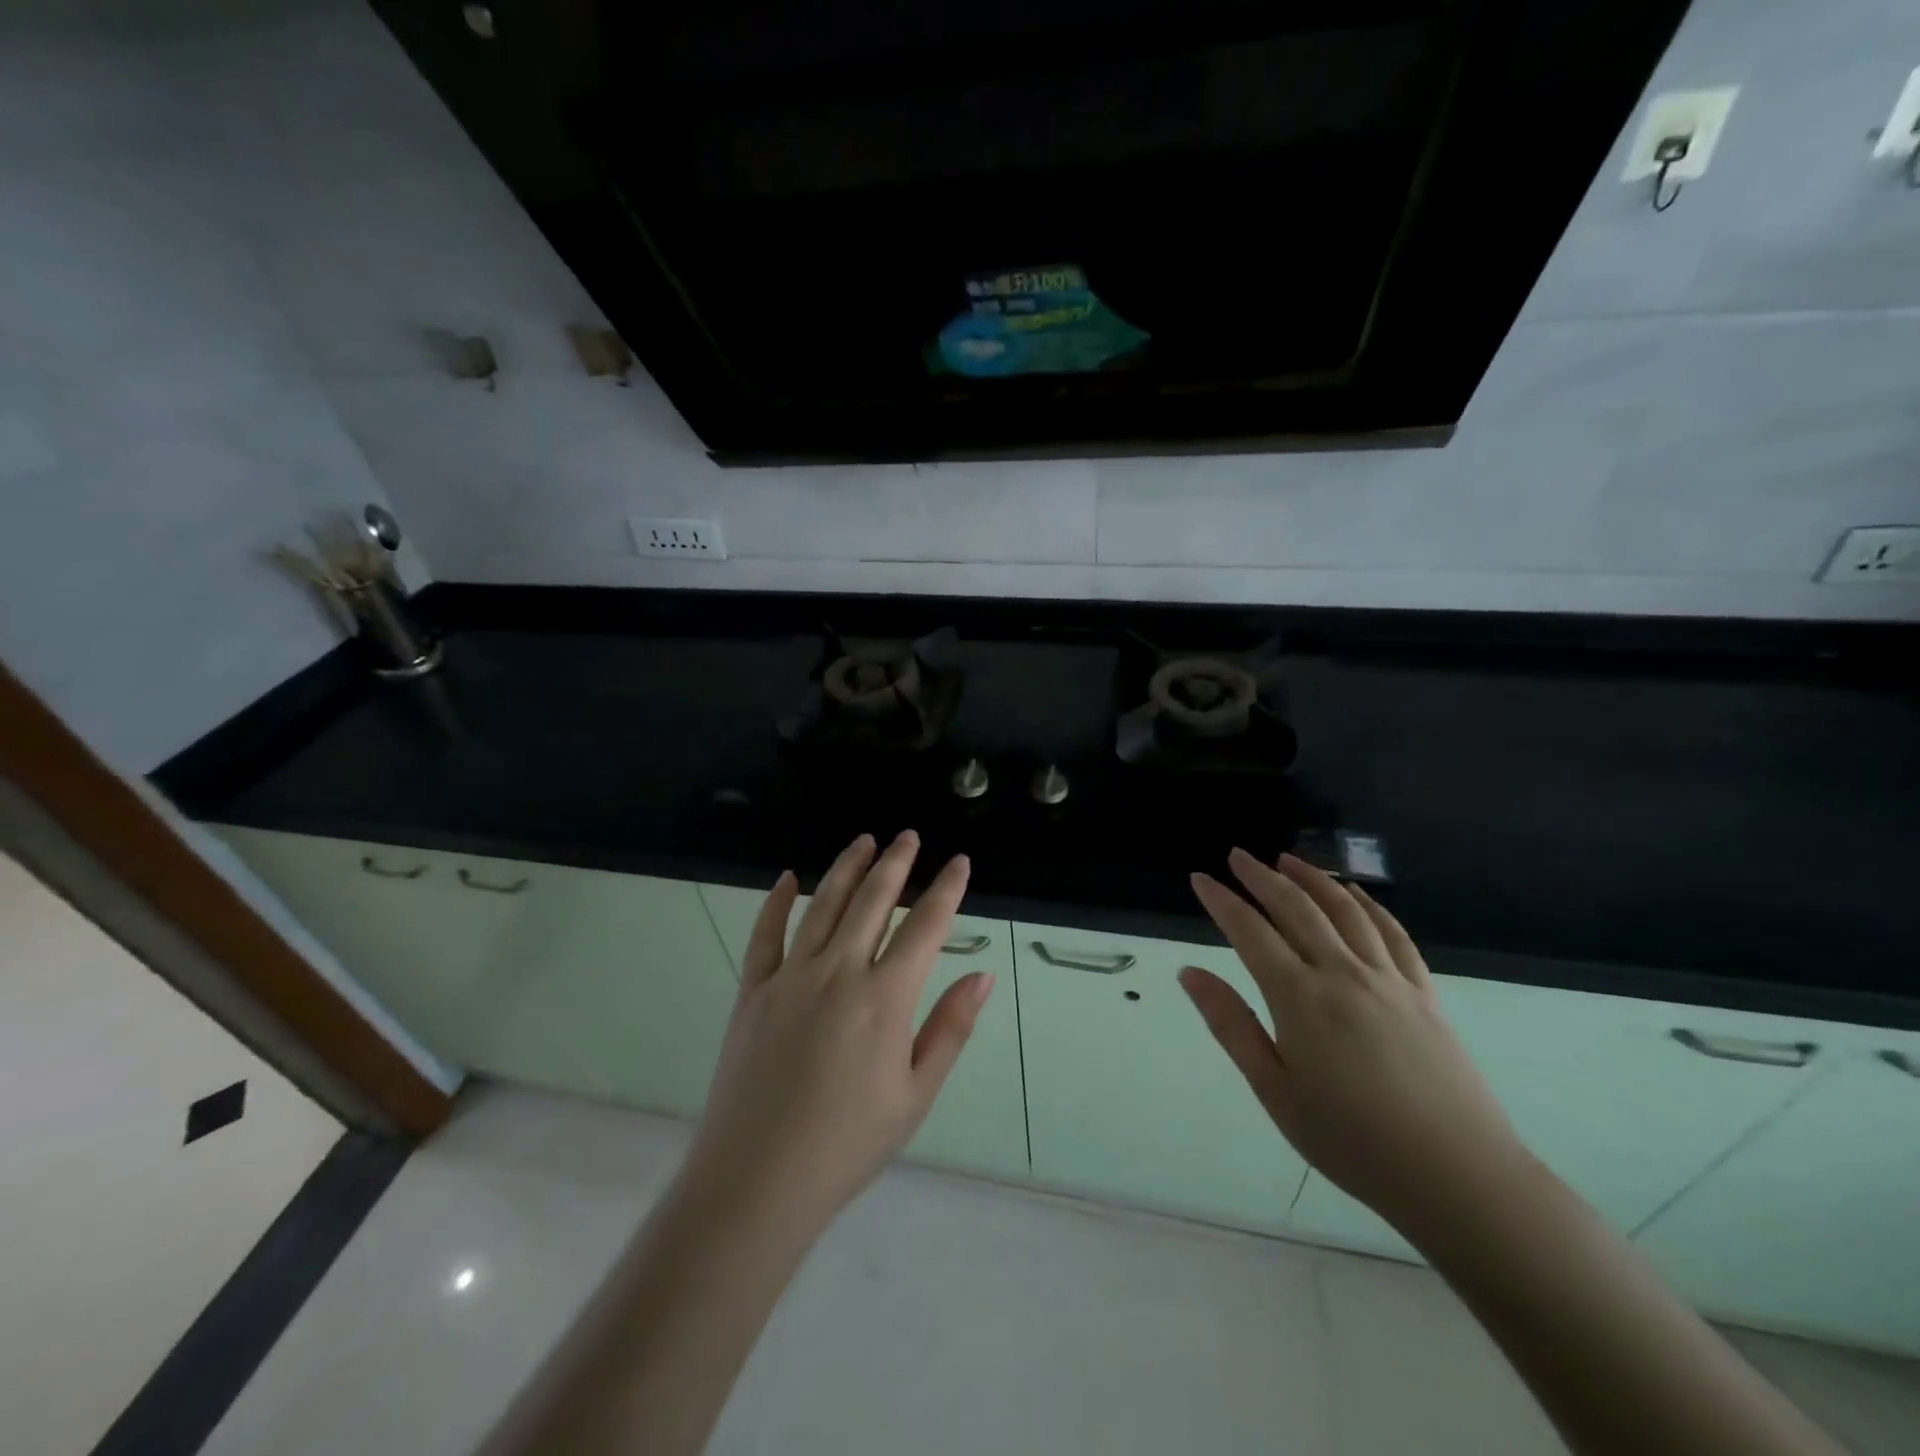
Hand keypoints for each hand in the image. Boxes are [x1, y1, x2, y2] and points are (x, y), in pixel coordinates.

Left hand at [678, 832, 993, 1236]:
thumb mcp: (916, 1094)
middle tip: (909, 836)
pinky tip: (788, 877)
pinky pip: (765, 934)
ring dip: (847, 868)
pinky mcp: (752, 991)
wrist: (756, 1181)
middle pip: (872, 901)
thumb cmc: (848, 1144)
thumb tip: (982, 974)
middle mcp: (838, 973)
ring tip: (865, 841)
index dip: (946, 889)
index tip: (959, 862)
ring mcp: (790, 977)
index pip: (925, 927)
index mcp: (884, 998)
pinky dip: (776, 902)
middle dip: (896, 863)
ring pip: (823, 905)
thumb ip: (950, 1028)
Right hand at [1183, 849, 1528, 1243]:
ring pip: (1345, 910)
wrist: (1458, 1177)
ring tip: (1288, 860)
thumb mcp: (1274, 1090)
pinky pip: (1393, 934)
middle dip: (1262, 877)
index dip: (1222, 901)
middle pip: (1296, 908)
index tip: (1200, 878)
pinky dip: (1368, 905)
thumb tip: (1189, 973)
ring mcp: (1388, 979)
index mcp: (1299, 997)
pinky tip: (1354, 895)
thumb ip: (1231, 1024)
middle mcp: (1342, 973)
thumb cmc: (1351, 1140)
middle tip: (1237, 856)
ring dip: (1313, 878)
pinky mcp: (1424, 993)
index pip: (1250, 932)